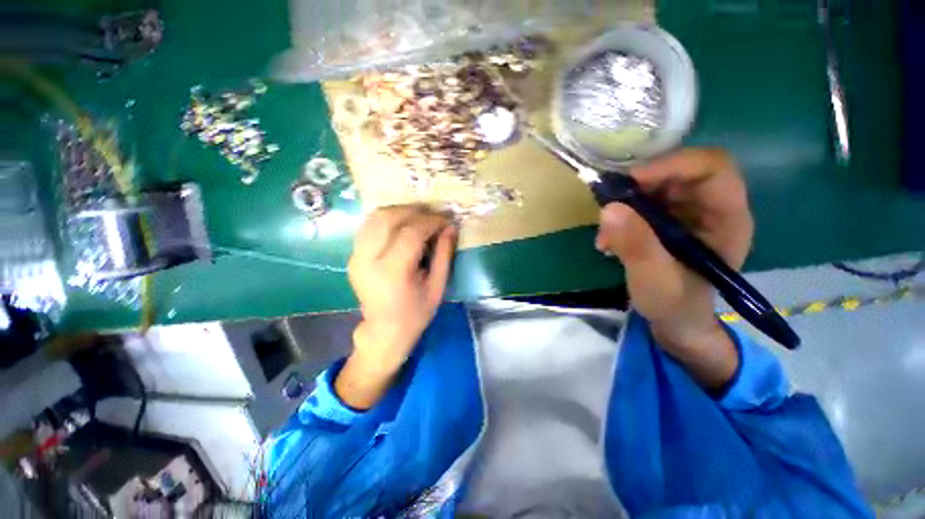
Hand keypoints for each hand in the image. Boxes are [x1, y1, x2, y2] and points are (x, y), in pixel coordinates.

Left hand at [337, 205, 456, 408]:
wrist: (384, 330)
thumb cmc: (416, 313)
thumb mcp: (437, 287)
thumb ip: (444, 255)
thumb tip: (451, 227)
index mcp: (392, 272)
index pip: (411, 233)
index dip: (431, 221)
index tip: (446, 220)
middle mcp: (368, 260)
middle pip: (389, 218)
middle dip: (415, 211)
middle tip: (434, 216)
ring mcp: (356, 256)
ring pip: (375, 217)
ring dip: (400, 211)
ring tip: (420, 218)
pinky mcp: (353, 255)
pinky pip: (369, 226)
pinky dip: (388, 219)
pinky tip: (403, 225)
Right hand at [595, 148, 752, 389]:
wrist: (676, 320)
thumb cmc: (675, 305)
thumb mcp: (655, 280)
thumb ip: (636, 246)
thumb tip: (609, 208)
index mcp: (726, 218)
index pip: (712, 168)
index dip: (673, 165)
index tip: (631, 181)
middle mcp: (711, 207)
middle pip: (681, 170)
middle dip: (641, 184)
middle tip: (610, 204)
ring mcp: (688, 211)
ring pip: (657, 183)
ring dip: (626, 201)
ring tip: (607, 232)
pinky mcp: (667, 219)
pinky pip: (642, 200)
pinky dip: (621, 213)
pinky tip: (609, 238)